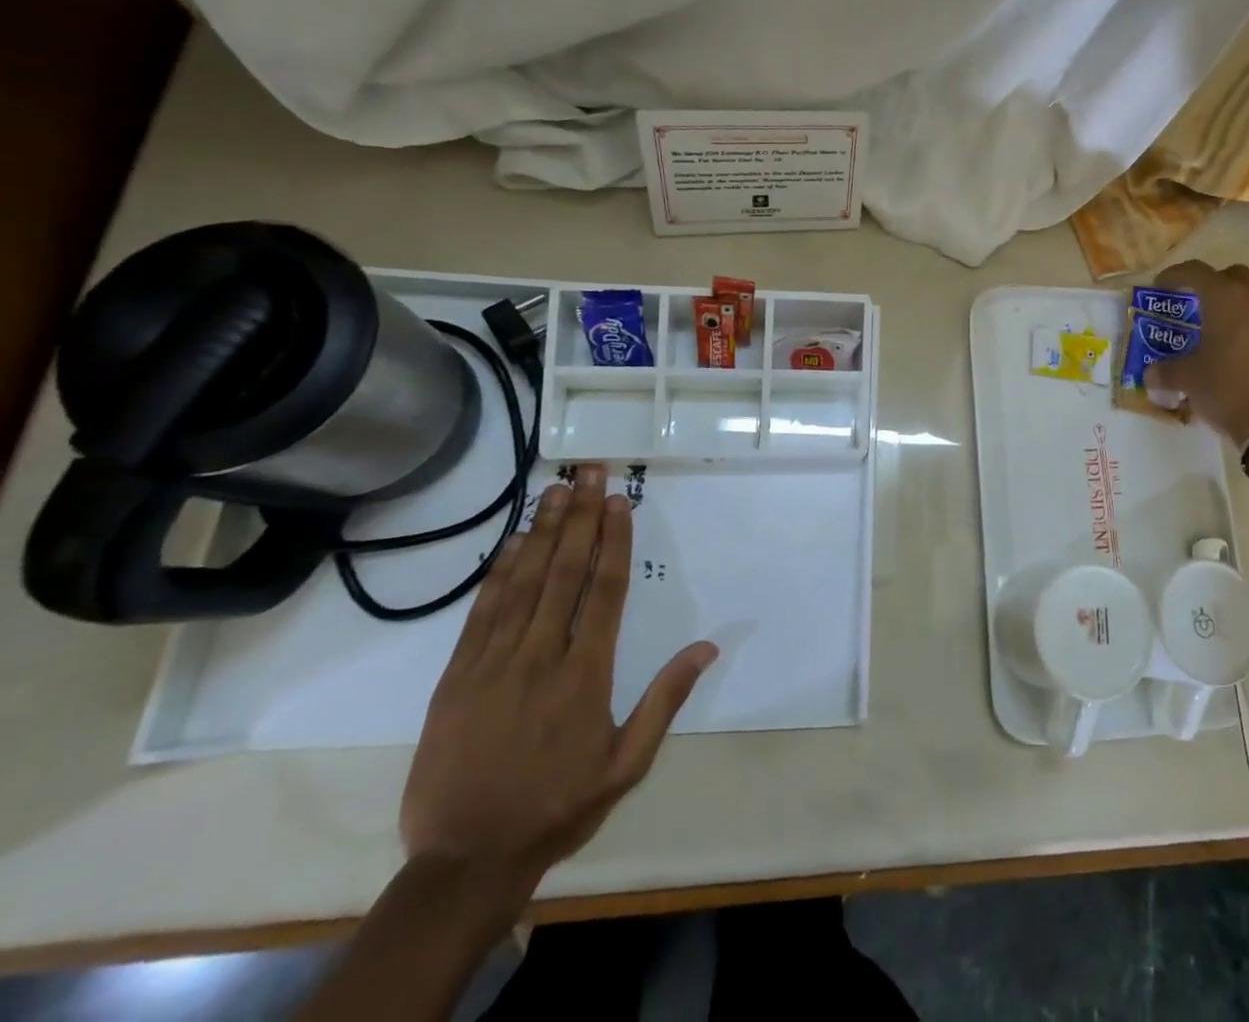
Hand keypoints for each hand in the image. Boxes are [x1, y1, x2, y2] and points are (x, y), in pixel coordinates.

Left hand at [399, 464, 717, 911]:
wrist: (466, 860)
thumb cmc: (558, 806)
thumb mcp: (628, 763)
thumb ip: (666, 700)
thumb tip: (708, 646)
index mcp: (586, 675)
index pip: (603, 590)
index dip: (612, 540)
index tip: (617, 500)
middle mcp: (540, 656)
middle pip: (563, 572)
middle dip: (579, 517)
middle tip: (588, 472)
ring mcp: (493, 664)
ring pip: (522, 582)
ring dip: (541, 532)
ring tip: (555, 490)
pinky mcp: (455, 678)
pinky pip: (482, 613)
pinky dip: (498, 573)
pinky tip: (511, 544)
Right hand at [1143, 260, 1248, 442]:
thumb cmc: (1228, 391)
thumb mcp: (1189, 380)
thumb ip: (1166, 371)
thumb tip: (1150, 374)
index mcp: (1226, 299)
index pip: (1196, 271)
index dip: (1174, 275)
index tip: (1160, 286)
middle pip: (1233, 276)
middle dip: (1211, 285)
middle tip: (1193, 305)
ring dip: (1235, 309)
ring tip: (1217, 334)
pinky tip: (1240, 356)